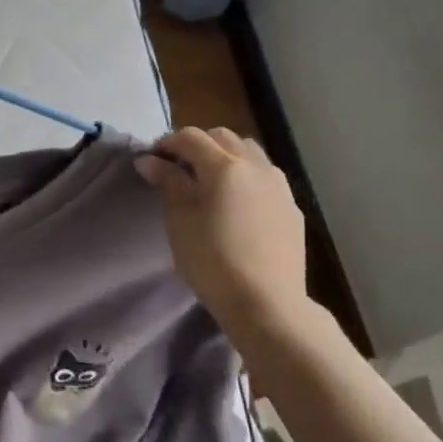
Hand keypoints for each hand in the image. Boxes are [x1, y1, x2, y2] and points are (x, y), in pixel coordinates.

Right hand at [134, 127, 309, 332]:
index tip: (153, 159)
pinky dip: (247, 177)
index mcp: (224, 166)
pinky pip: (266, 177)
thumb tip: (150, 160)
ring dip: (226, 156)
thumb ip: (168, 183)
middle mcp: (255, 166)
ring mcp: (279, 186)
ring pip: (250, 152)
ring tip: (211, 182)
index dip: (168, 142)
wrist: (267, 304)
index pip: (192, 137)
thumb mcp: (180, 220)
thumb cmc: (212, 261)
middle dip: (198, 145)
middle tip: (179, 168)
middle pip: (223, 137)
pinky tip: (238, 203)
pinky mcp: (292, 208)